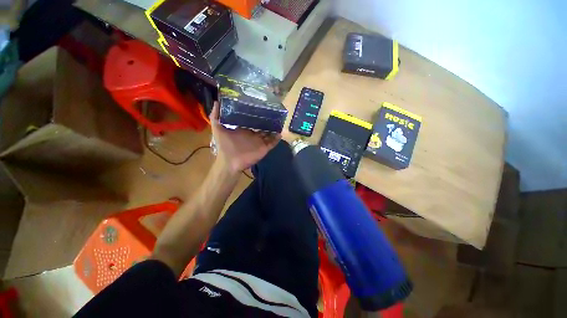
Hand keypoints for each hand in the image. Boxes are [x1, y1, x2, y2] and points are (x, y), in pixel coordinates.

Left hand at [210, 102, 280, 174]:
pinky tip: (280, 133)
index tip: (262, 106)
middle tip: (274, 112)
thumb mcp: (218, 129)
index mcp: (245, 130)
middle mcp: (253, 135)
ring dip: (274, 129)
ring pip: (269, 134)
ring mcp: (259, 142)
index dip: (257, 114)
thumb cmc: (224, 146)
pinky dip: (277, 139)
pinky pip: (272, 143)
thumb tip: (216, 101)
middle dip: (268, 121)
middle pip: (263, 127)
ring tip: (280, 121)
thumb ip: (216, 116)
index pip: (252, 121)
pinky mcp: (264, 148)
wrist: (230, 162)